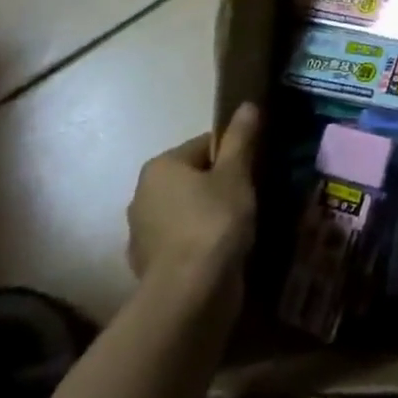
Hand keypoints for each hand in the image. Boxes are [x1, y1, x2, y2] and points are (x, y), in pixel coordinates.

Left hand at [127, 104, 258, 286]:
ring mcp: (142, 233)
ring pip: (186, 210)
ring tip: (240, 225)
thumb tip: (246, 104)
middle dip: (220, 184)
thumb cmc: (214, 221)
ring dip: (209, 214)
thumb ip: (240, 139)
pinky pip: (181, 240)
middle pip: (193, 177)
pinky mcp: (149, 264)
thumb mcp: (236, 174)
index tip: (255, 170)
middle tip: (251, 196)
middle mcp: (142, 195)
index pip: (205, 145)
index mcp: (160, 167)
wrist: (190, 292)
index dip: (235, 154)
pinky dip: (199, 241)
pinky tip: (222, 250)